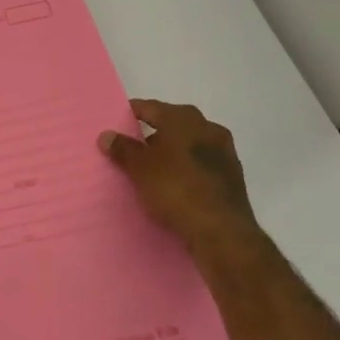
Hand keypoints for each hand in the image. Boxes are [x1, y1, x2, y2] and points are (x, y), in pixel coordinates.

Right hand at [98, 99, 257, 255]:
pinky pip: (202, 165)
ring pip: (190, 145)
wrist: (222, 232)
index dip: (132, 113)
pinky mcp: (233, 177)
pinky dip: (187, 169)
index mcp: (183, 119)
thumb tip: (106, 135)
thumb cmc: (176, 189)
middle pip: (173, 124)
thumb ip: (123, 149)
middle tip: (133, 147)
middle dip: (153, 134)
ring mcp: (224, 152)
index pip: (150, 108)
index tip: (117, 122)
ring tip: (152, 169)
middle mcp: (208, 128)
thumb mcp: (140, 168)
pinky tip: (175, 184)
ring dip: (172, 152)